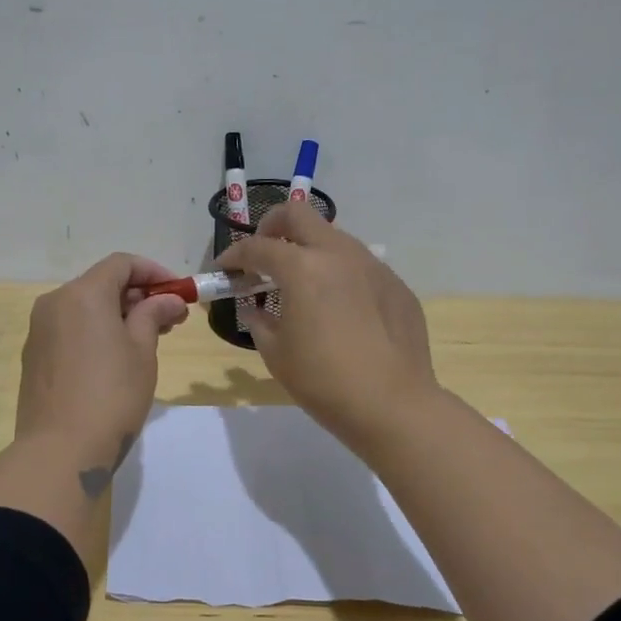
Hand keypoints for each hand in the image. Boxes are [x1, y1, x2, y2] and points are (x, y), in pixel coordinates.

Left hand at [15, 253, 189, 493]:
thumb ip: (153, 316)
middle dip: (138, 296)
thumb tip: (167, 300)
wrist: (59, 452)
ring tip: (147, 341)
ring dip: (117, 315)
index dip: (154, 273)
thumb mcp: (142, 352)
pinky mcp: (34, 357)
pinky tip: (115, 359)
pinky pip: (70, 330)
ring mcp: (39, 331)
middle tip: (170, 321)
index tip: (179, 294)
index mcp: (82, 294)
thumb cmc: (111, 395)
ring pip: (84, 308)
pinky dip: (95, 332)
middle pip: (101, 284)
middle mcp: (55, 303)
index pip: (121, 264)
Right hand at [220, 203, 437, 454]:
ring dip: (309, 250)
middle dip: (272, 227)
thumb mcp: (276, 354)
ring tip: (301, 284)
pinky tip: (339, 309)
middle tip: (263, 256)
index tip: (224, 269)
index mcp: (303, 268)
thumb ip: (258, 322)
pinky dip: (339, 274)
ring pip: (333, 237)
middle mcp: (338, 254)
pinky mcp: (395, 285)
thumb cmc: (324, 381)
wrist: (394, 406)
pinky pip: (360, 266)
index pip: (258, 247)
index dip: (234, 255)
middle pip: (298, 214)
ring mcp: (372, 266)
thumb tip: (255, 309)